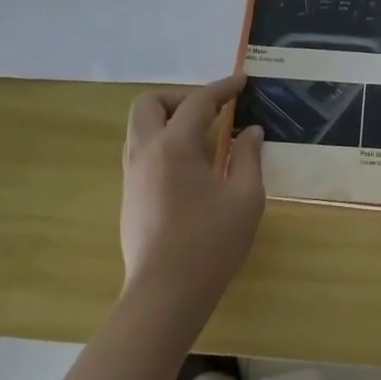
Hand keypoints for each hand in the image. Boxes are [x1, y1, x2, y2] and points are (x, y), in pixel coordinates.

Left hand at [119, 76, 264, 309]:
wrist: (164, 297)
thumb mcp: (245, 198)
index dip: (223, 87)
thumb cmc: (210, 244)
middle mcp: (146, 153)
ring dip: (169, 119)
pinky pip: (142, 151)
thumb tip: (250, 131)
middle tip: (212, 110)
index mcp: (174, 147)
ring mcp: (132, 176)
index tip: (243, 82)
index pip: (198, 101)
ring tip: (203, 135)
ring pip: (140, 127)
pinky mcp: (130, 197)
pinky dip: (163, 142)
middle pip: (149, 103)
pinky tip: (191, 165)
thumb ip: (249, 157)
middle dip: (181, 97)